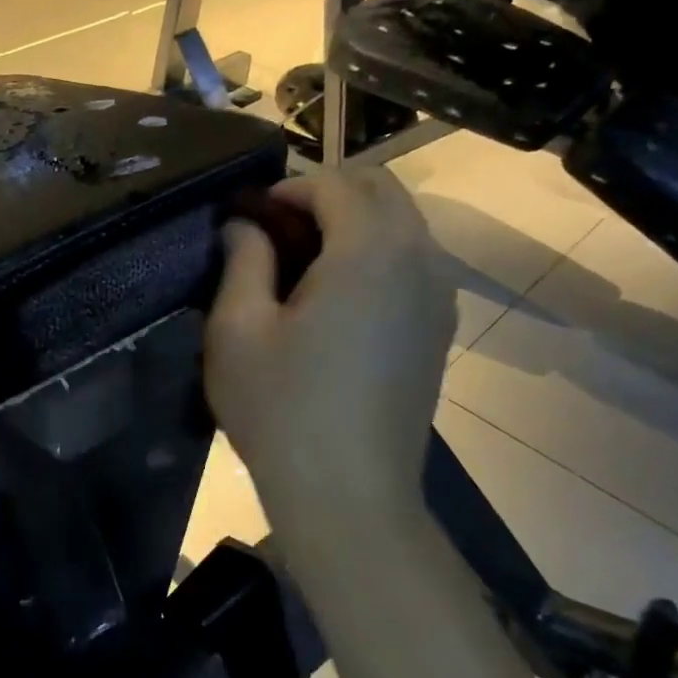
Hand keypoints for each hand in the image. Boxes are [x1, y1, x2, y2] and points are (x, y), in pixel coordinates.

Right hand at [205, 168, 454, 557]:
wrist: (349, 494)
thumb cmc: (282, 410)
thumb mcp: (238, 331)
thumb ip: (241, 260)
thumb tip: (243, 225)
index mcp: (370, 251)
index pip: (336, 183)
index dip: (288, 189)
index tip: (250, 216)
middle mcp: (419, 260)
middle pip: (382, 191)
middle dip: (327, 195)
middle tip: (276, 232)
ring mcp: (439, 297)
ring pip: (404, 226)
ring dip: (355, 224)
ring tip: (303, 265)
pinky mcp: (440, 331)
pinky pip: (414, 264)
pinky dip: (378, 256)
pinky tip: (337, 301)